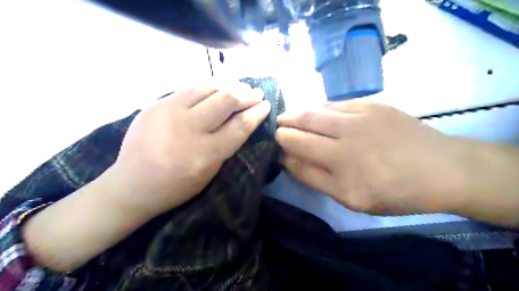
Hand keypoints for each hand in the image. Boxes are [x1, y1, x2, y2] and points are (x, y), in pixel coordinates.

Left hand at [110, 80, 269, 217]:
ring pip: (207, 86)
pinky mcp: (155, 104)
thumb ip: (226, 146)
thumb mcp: (209, 173)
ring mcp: (169, 112)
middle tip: (256, 93)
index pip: (239, 126)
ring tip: (239, 86)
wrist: (131, 185)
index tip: (266, 105)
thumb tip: (243, 120)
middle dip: (246, 94)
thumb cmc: (176, 187)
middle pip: (226, 100)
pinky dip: (209, 85)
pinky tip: (217, 87)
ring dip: (229, 84)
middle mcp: (188, 129)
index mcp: (205, 154)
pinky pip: (189, 87)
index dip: (256, 113)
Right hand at [276, 101, 470, 214]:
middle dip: (282, 130)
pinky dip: (317, 108)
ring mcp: (357, 119)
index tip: (276, 150)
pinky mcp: (369, 105)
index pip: (295, 156)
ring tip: (286, 117)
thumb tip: (288, 158)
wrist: (441, 168)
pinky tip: (313, 112)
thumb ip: (315, 179)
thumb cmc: (395, 191)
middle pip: (299, 131)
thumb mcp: (351, 199)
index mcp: (340, 173)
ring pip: (312, 112)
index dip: (281, 151)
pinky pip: (332, 104)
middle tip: (276, 130)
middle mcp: (344, 143)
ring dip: (294, 115)